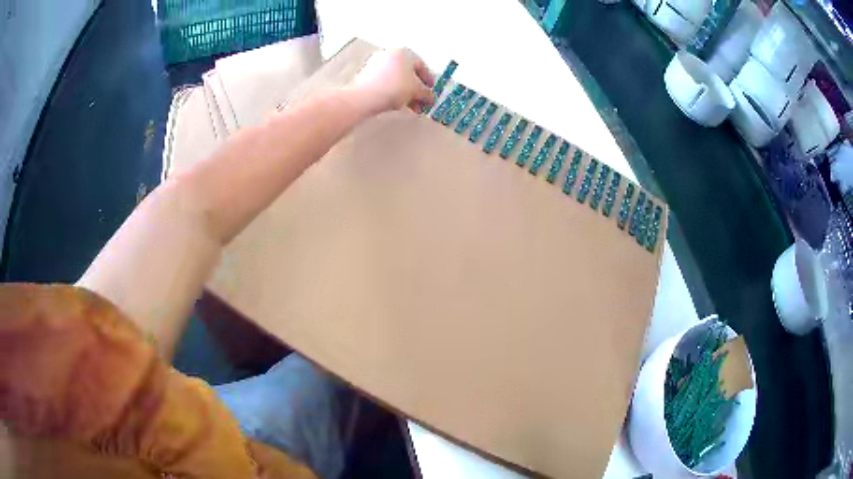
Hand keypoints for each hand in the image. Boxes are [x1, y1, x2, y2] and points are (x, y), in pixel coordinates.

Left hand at [348, 48, 435, 114]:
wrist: (364, 97)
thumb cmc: (395, 88)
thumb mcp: (416, 91)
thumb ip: (427, 94)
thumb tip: (430, 98)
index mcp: (404, 52)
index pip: (421, 65)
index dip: (428, 80)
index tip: (431, 91)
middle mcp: (389, 54)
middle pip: (408, 73)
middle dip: (416, 89)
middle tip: (421, 102)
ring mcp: (376, 64)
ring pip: (396, 78)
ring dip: (405, 92)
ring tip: (410, 106)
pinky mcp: (366, 75)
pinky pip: (385, 82)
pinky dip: (393, 91)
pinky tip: (395, 103)